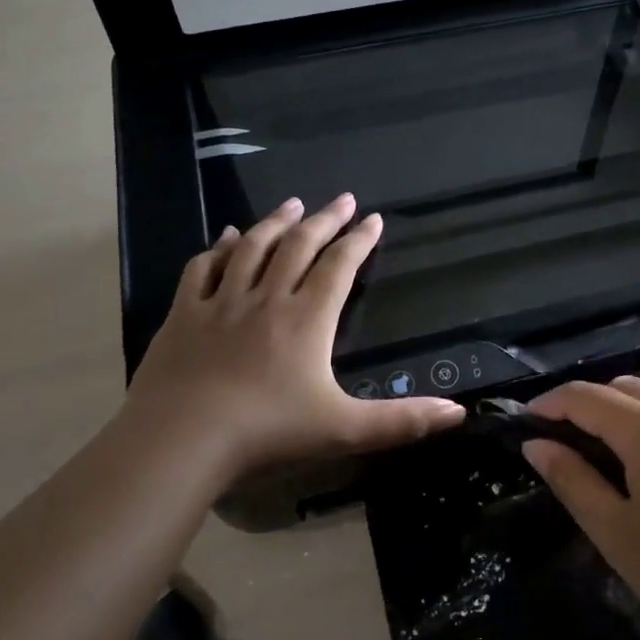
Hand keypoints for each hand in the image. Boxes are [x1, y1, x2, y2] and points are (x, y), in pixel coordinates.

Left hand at [121, 194, 463, 479]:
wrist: (181, 440)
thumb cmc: (267, 433)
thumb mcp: (344, 429)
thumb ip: (402, 421)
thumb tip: (459, 412)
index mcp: (306, 319)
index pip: (339, 266)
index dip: (359, 240)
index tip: (374, 219)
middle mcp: (266, 299)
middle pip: (299, 246)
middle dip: (324, 219)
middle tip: (341, 199)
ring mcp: (221, 303)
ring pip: (252, 248)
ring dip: (275, 222)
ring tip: (291, 203)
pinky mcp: (183, 314)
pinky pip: (202, 268)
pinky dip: (218, 248)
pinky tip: (225, 237)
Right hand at [522, 376, 639, 639]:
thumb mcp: (618, 533)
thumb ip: (573, 481)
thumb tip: (536, 444)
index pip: (584, 396)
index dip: (548, 404)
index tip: (522, 423)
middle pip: (620, 388)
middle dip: (583, 404)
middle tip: (557, 441)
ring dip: (616, 412)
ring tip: (595, 455)